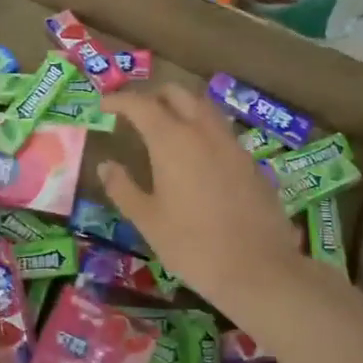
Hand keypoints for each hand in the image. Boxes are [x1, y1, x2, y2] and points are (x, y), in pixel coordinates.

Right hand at [99, 85, 306, 318]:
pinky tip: (198, 156)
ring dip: (182, 107)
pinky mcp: (251, 161)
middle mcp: (204, 132)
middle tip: (136, 112)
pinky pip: (222, 131)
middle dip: (154, 95)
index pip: (141, 105)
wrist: (258, 268)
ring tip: (167, 127)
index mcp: (172, 141)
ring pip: (204, 108)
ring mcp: (232, 144)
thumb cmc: (192, 246)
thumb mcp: (148, 220)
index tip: (104, 105)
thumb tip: (105, 165)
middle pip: (178, 94)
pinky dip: (203, 130)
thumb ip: (123, 188)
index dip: (120, 101)